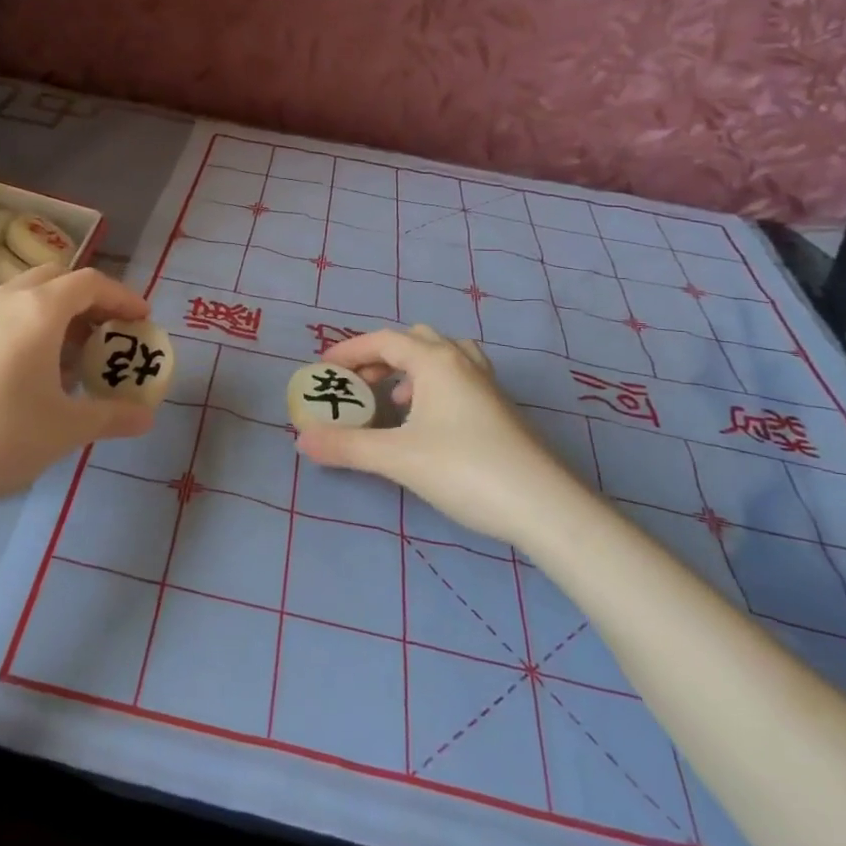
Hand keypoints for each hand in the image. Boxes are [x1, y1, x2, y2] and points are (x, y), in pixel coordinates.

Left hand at [0, 265, 156, 513]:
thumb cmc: (0, 439)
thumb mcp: (67, 429)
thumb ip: (113, 416)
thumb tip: (146, 417)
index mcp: (38, 310)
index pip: (91, 283)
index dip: (122, 297)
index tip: (142, 320)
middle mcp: (4, 300)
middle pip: (56, 278)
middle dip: (89, 300)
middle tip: (108, 333)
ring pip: (24, 296)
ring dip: (56, 313)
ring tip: (72, 356)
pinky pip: (0, 316)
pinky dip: (27, 327)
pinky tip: (29, 374)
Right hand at [294, 328, 577, 543]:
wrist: (543, 506)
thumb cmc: (465, 469)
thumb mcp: (397, 458)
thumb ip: (347, 446)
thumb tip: (302, 440)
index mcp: (436, 361)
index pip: (384, 340)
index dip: (349, 351)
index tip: (323, 369)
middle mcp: (462, 362)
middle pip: (414, 340)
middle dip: (380, 357)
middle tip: (358, 386)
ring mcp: (486, 385)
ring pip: (441, 357)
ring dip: (410, 369)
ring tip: (394, 401)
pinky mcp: (500, 410)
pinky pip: (458, 379)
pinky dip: (433, 387)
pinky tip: (428, 423)